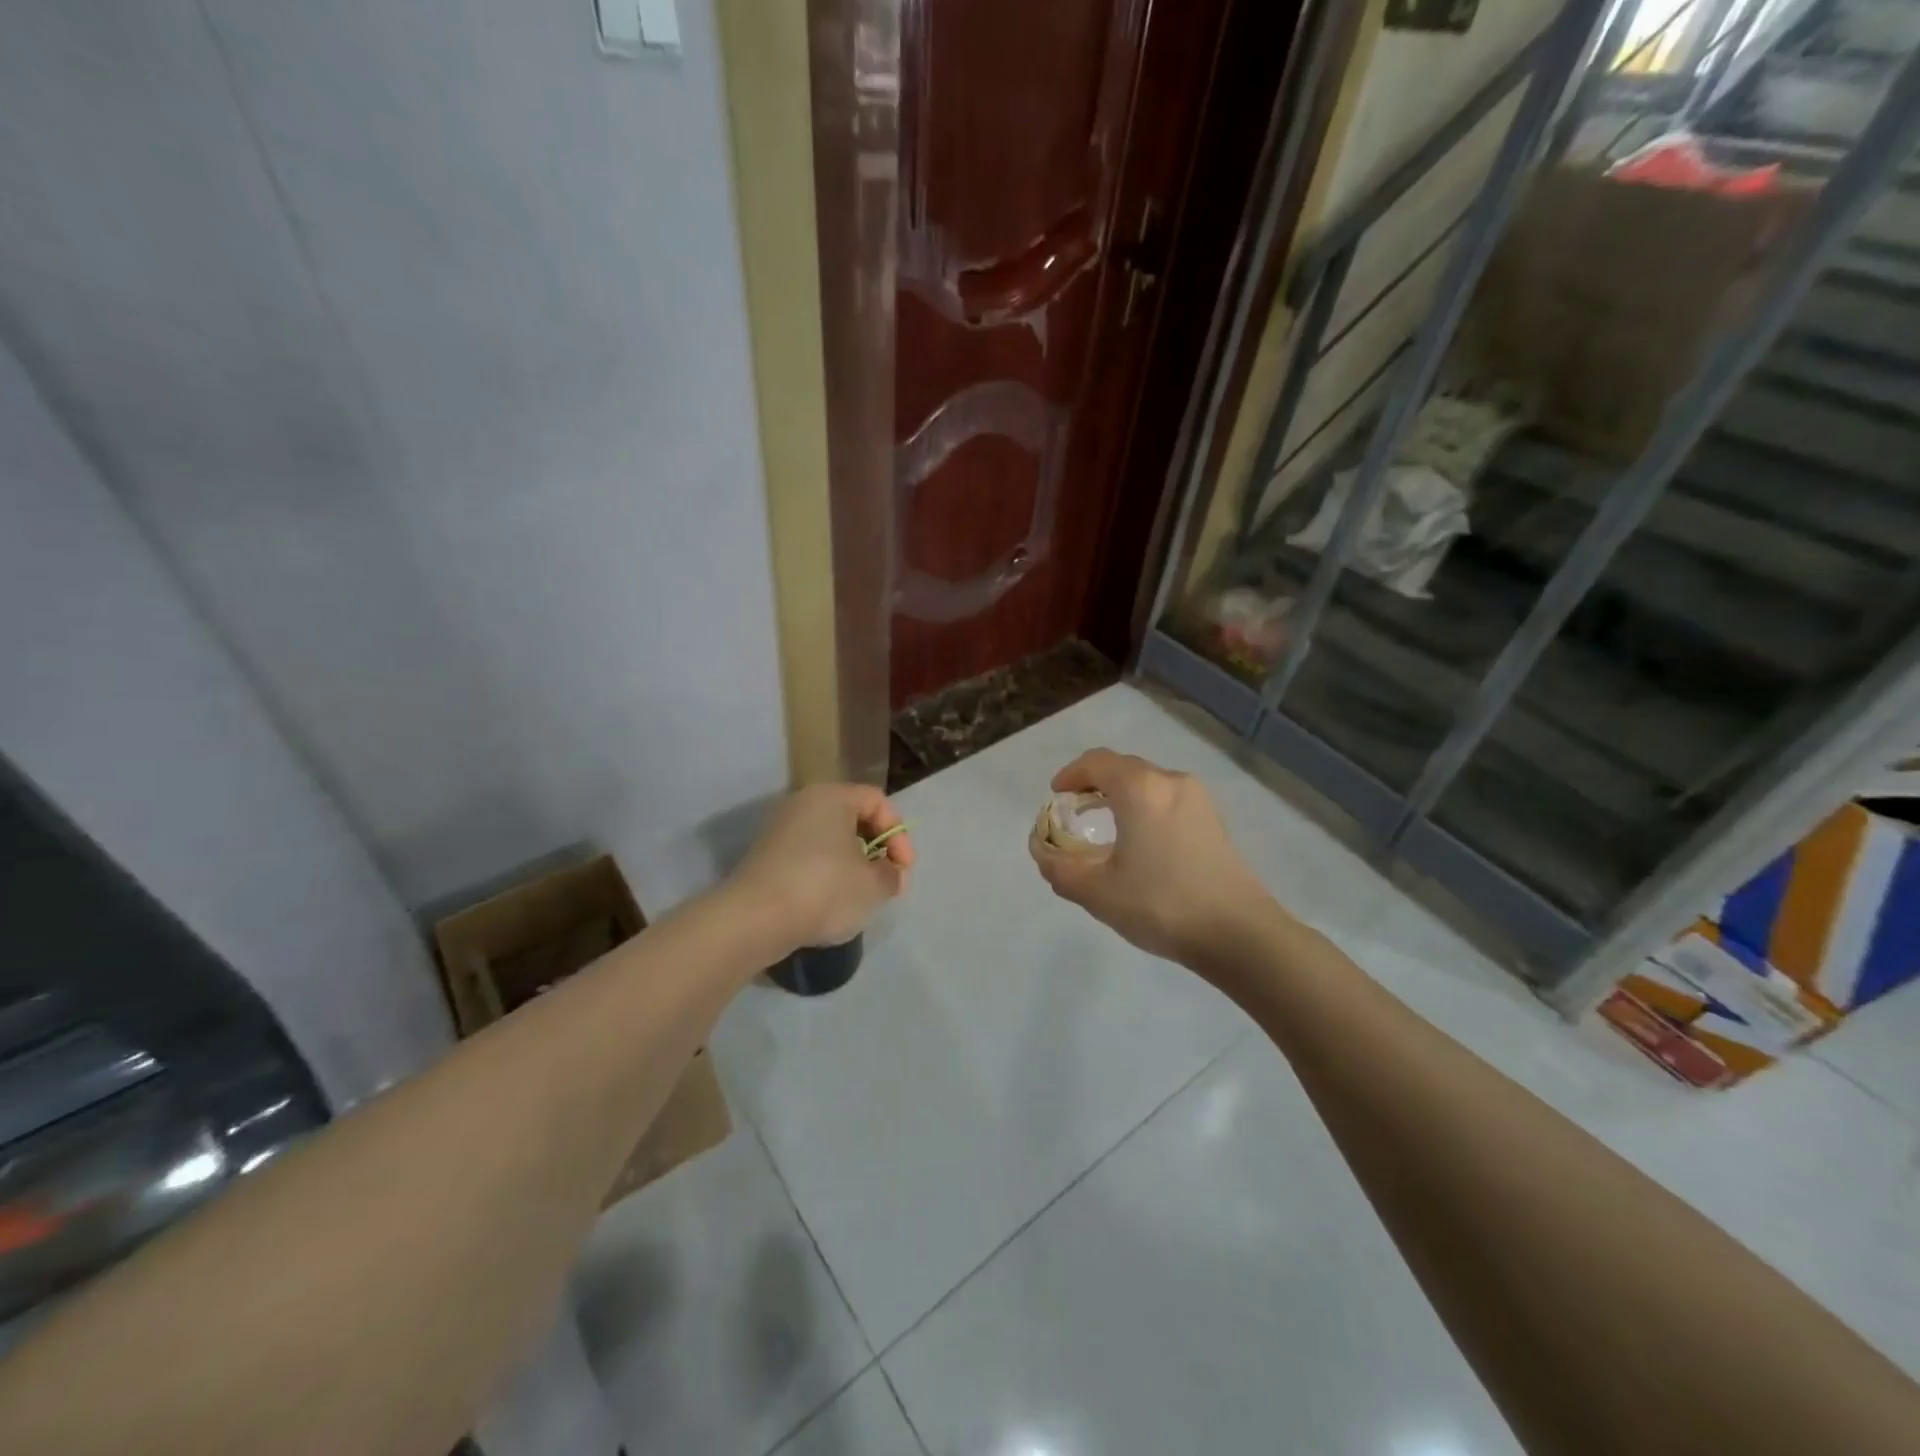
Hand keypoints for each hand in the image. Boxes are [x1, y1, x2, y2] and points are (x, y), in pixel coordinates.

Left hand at [734, 783, 913, 952]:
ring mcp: (779, 830)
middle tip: (887, 882)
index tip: (904, 869)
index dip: (899, 834)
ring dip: (852, 865)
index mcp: (831, 796)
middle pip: (852, 819)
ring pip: (829, 841)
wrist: (755, 919)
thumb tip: (888, 873)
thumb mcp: (874, 884)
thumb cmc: (824, 889)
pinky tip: (830, 904)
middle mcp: (802, 804)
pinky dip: (825, 875)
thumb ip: (891, 873)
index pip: (877, 801)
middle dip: (876, 851)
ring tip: (861, 896)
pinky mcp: (765, 858)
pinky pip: (807, 858)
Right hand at [1029, 749, 1265, 969]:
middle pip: (1123, 768)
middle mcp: (1170, 781)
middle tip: (1075, 812)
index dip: (1070, 774)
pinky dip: (1145, 809)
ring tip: (1105, 828)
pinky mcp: (1214, 821)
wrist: (1238, 934)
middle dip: (1094, 784)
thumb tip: (1042, 852)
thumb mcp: (1096, 891)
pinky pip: (1168, 801)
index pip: (1096, 762)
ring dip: (1121, 797)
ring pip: (1148, 784)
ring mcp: (1198, 800)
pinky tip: (1140, 844)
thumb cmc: (1160, 904)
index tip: (1056, 796)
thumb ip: (1058, 867)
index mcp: (1140, 788)